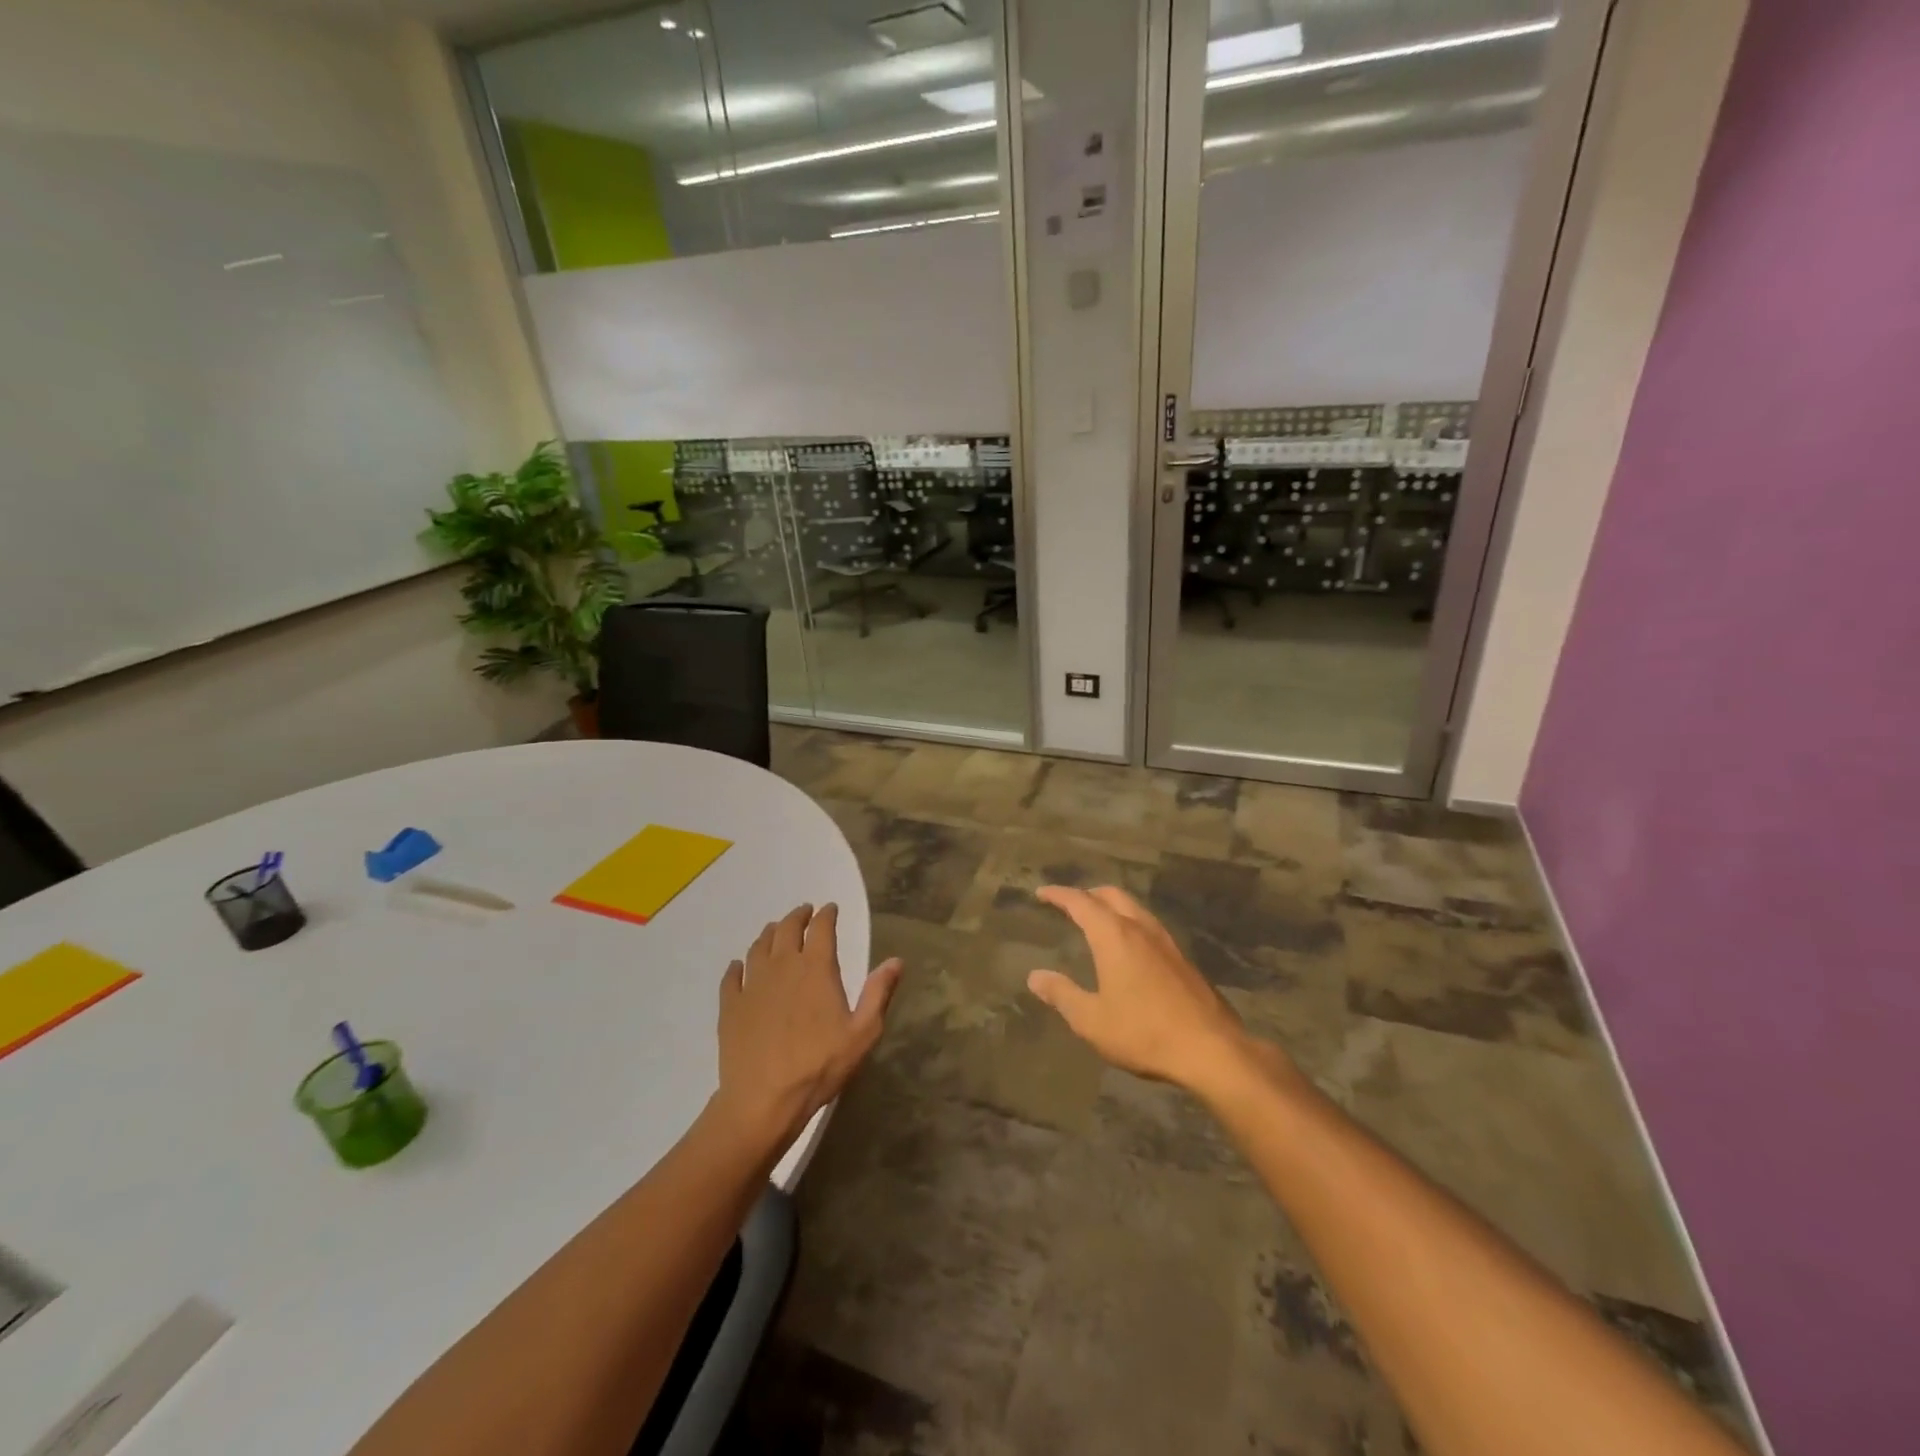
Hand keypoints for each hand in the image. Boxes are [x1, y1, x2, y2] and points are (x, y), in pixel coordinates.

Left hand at [713, 903, 901, 1153]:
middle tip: (804, 912)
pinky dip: (737, 967)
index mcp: (816, 969)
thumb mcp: (862, 1033)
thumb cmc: (819, 1066)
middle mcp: (782, 966)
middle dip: (798, 916)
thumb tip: (895, 960)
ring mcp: (752, 984)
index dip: (826, 915)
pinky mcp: (730, 1005)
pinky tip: (738, 967)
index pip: (821, 928)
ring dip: (770, 934)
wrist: (763, 1101)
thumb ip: (878, 993)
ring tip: (775, 930)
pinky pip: (731, 976)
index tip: (830, 909)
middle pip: (787, 929)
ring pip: (759, 946)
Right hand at [1028, 885, 1272, 1093]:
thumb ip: (1062, 994)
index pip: (1081, 902)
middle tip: (1070, 903)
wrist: (1211, 1049)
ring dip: (1113, 906)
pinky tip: (1130, 947)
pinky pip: (1149, 927)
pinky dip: (1130, 923)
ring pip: (1135, 908)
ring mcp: (1166, 942)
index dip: (1059, 895)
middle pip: (1112, 895)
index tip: (1042, 892)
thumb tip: (1035, 976)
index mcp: (1114, 936)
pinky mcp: (1183, 960)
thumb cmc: (1143, 1032)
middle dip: (1088, 894)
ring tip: (1098, 920)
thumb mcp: (1092, 1020)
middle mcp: (1140, 929)